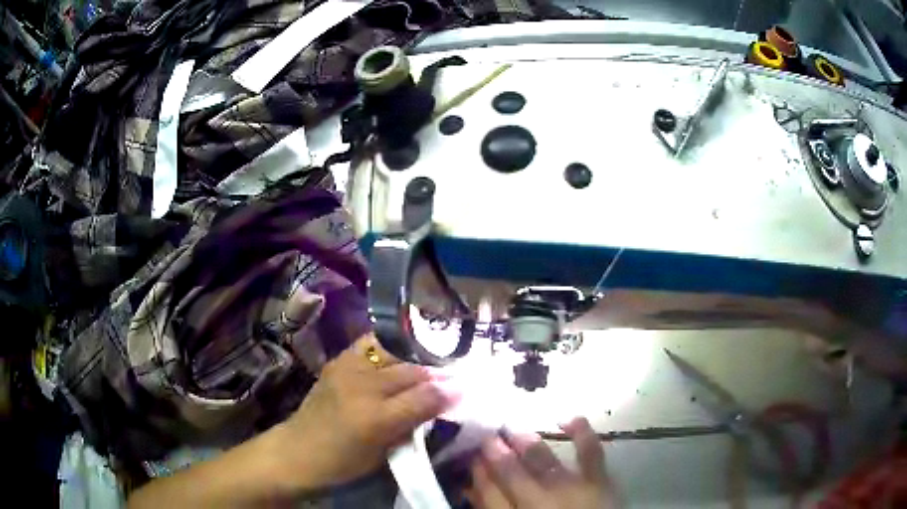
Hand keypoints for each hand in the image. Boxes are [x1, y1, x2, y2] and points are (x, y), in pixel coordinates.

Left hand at [276, 334, 456, 489]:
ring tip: (428, 362)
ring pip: (393, 352)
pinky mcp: (337, 361)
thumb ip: (414, 423)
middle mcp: (361, 387)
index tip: (466, 387)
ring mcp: (346, 368)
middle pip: (410, 371)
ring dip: (414, 357)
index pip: (423, 397)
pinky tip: (399, 354)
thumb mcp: (384, 452)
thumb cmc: (344, 461)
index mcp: (375, 419)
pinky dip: (389, 348)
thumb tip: (445, 401)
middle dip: (436, 372)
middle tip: (453, 374)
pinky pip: (370, 345)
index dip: (448, 391)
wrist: (298, 450)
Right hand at [468, 418, 617, 508]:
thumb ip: (494, 508)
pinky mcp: (598, 480)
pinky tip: (568, 418)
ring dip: (527, 442)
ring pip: (543, 460)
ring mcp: (569, 488)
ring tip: (514, 429)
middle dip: (496, 453)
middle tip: (487, 435)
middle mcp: (537, 500)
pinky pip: (590, 452)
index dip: (479, 474)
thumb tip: (475, 488)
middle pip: (511, 473)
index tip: (472, 457)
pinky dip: (581, 432)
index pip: (489, 493)